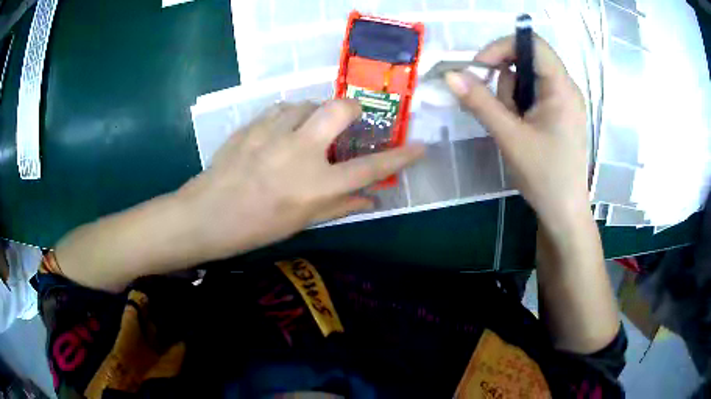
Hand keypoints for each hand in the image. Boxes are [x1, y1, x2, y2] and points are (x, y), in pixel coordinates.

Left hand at [177, 100, 424, 261]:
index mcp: (316, 186)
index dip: (399, 157)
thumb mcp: (302, 222)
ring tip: (305, 130)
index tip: (419, 146)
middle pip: (339, 109)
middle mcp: (300, 153)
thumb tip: (372, 198)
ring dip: (313, 114)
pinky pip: (281, 109)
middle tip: (346, 122)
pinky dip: (289, 116)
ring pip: (307, 103)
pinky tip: (281, 130)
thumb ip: (340, 205)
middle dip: (352, 109)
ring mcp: (273, 134)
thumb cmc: (256, 227)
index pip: (369, 168)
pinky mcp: (253, 125)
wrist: (207, 215)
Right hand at [445, 35, 588, 232]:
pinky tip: (519, 129)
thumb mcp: (510, 137)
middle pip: (527, 60)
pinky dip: (518, 106)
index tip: (479, 67)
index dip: (502, 47)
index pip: (533, 44)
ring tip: (513, 128)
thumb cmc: (544, 176)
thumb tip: (451, 75)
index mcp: (562, 88)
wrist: (563, 213)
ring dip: (510, 97)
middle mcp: (566, 88)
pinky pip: (532, 95)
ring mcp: (563, 102)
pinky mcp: (559, 114)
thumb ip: (480, 102)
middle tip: (502, 111)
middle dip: (505, 80)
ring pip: (527, 79)